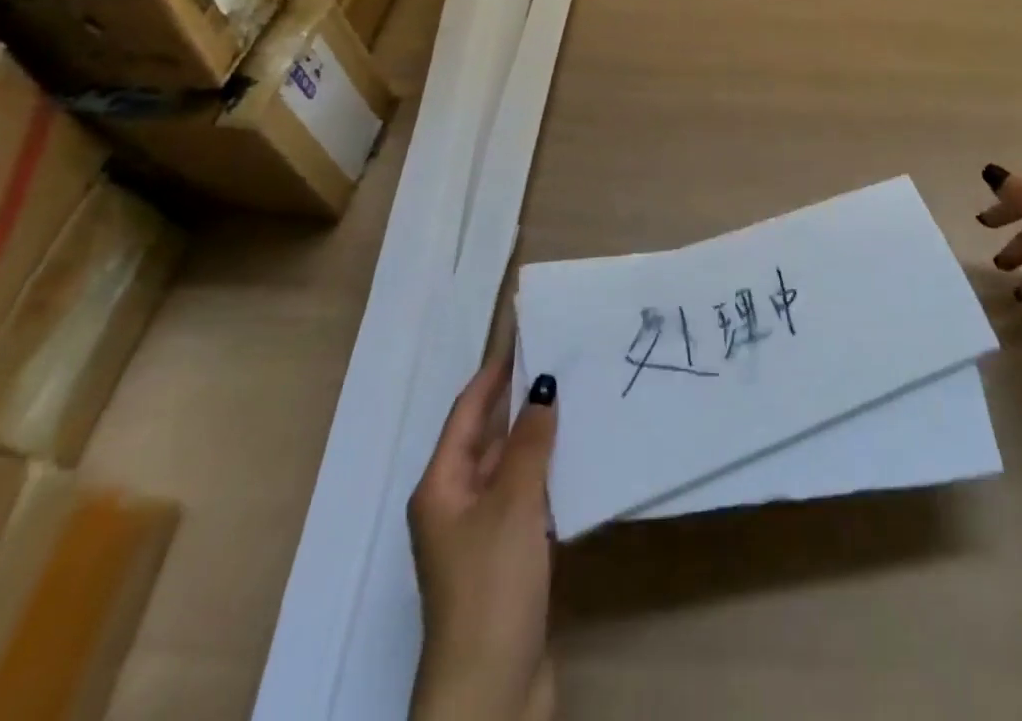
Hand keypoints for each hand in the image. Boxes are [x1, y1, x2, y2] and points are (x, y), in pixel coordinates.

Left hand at [408, 357, 557, 720]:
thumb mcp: (512, 504)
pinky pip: (527, 496)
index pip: (467, 412)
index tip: (527, 336)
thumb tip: (544, 385)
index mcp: (441, 487)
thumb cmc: (491, 586)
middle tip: (565, 361)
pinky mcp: (507, 557)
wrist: (491, 691)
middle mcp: (455, 504)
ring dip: (538, 436)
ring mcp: (481, 534)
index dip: (494, 373)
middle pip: (487, 437)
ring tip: (579, 397)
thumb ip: (529, 442)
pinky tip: (579, 456)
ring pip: (511, 466)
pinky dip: (548, 471)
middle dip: (520, 401)